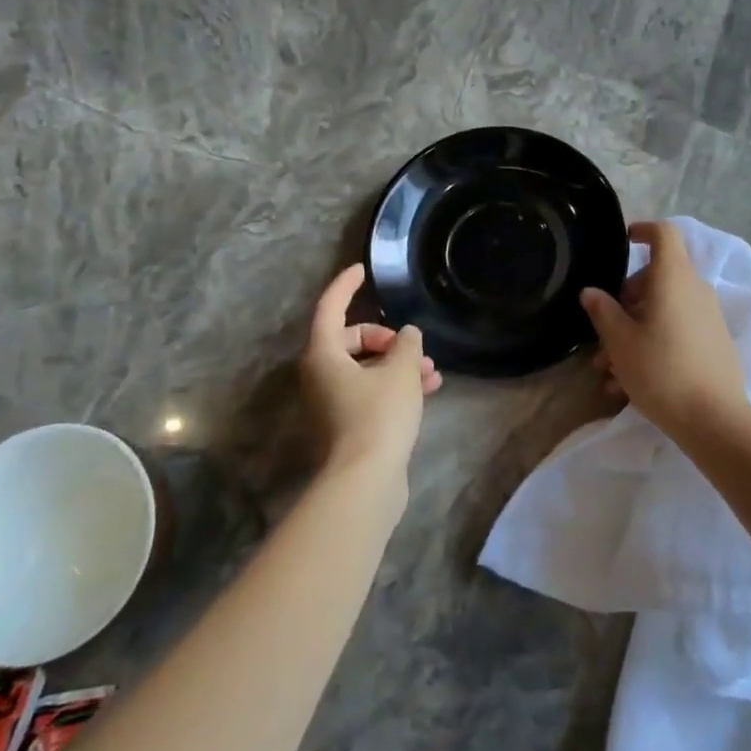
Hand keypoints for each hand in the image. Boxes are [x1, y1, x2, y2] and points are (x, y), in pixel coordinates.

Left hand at [301, 265, 440, 476]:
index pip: (330, 307)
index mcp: (323, 355)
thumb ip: (406, 344)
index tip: (362, 269)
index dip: (346, 285)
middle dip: (387, 338)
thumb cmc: (378, 415)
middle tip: (413, 346)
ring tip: (431, 372)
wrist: (365, 481)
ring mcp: (331, 403)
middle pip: (351, 340)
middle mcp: (320, 376)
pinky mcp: (346, 426)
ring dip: (397, 364)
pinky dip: (394, 386)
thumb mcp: (400, 371)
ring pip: (365, 369)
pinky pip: (370, 392)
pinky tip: (427, 390)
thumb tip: (407, 335)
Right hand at [580, 221, 746, 438]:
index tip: (623, 242)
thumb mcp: (620, 341)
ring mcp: (707, 316)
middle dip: (624, 302)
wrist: (714, 418)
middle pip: (656, 278)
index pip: (664, 233)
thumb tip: (592, 292)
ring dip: (633, 332)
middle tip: (602, 336)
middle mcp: (695, 289)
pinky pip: (677, 331)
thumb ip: (603, 311)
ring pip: (662, 311)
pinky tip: (628, 384)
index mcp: (673, 277)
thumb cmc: (660, 370)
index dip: (642, 230)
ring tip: (608, 373)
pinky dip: (652, 345)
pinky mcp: (713, 342)